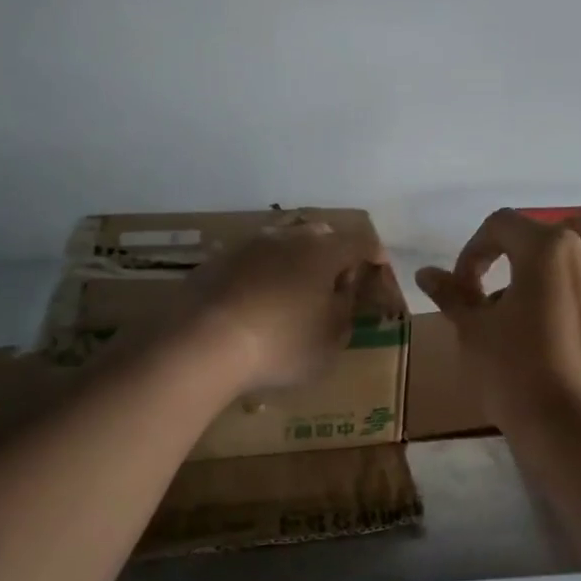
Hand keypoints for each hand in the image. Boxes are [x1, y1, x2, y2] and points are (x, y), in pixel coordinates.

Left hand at [186, 224, 382, 392]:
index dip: (373, 255)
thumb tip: (343, 292)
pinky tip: (258, 302)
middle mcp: (287, 237)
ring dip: (295, 263)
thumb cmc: (282, 345)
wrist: (202, 344)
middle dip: (333, 254)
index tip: (378, 269)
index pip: (360, 242)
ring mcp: (247, 245)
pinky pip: (252, 262)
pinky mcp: (216, 262)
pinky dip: (263, 276)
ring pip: (282, 245)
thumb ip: (345, 311)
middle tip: (336, 282)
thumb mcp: (331, 340)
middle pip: (320, 235)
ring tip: (295, 293)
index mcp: (323, 251)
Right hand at [416, 209, 580, 427]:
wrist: (574, 424)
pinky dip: (573, 291)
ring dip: (559, 263)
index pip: (502, 226)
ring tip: (529, 300)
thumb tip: (426, 274)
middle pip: (562, 226)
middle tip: (508, 274)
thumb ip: (452, 295)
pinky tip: (550, 328)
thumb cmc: (516, 369)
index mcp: (548, 248)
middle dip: (530, 243)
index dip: (473, 251)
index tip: (460, 287)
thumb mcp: (474, 330)